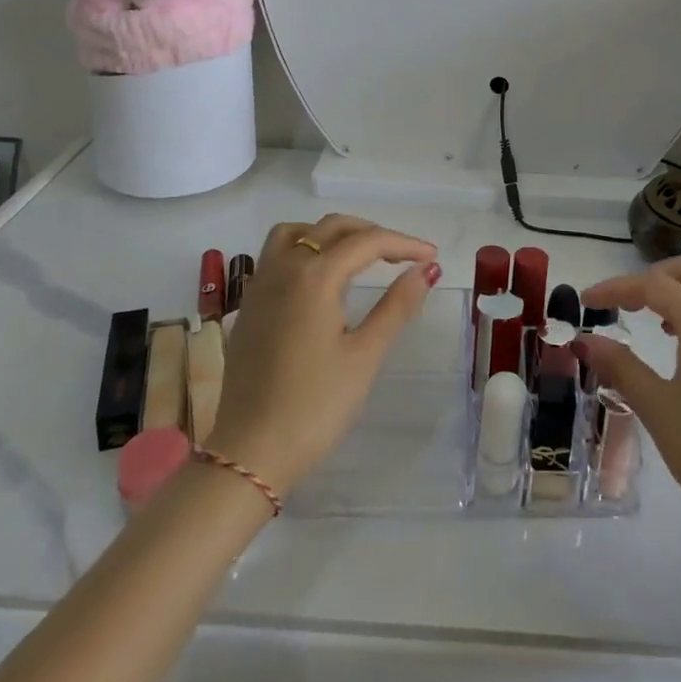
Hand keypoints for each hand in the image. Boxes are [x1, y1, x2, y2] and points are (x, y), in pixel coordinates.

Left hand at [204, 214, 439, 496]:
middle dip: (372, 233)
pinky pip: (276, 255)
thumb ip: (397, 306)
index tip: (432, 257)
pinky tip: (320, 280)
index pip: (367, 242)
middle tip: (403, 256)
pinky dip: (304, 249)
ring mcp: (260, 285)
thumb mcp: (364, 356)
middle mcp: (284, 268)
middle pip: (332, 228)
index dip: (403, 244)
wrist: (250, 454)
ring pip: (296, 233)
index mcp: (315, 276)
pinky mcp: (248, 306)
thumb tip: (427, 270)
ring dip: (331, 234)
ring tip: (358, 256)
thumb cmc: (314, 407)